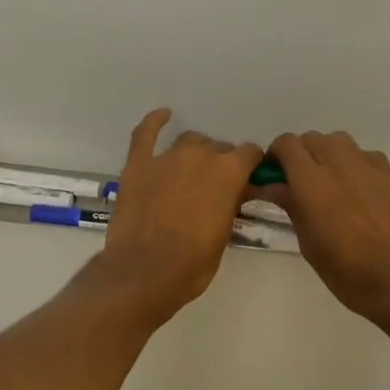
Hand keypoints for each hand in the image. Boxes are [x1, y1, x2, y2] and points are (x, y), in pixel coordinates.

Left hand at [100, 109, 262, 317]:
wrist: (144, 273)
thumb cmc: (192, 264)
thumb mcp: (224, 235)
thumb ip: (231, 205)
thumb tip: (234, 193)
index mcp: (228, 172)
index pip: (250, 154)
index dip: (251, 166)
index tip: (249, 178)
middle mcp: (200, 155)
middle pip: (218, 148)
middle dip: (222, 163)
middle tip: (217, 186)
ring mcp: (166, 157)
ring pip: (189, 140)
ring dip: (195, 152)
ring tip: (192, 170)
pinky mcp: (138, 164)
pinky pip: (145, 133)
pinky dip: (154, 121)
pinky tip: (163, 115)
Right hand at [252, 131, 389, 321]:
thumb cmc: (346, 270)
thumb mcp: (308, 242)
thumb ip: (291, 206)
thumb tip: (272, 187)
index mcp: (310, 180)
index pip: (286, 144)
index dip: (275, 155)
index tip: (273, 176)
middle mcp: (336, 162)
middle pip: (310, 138)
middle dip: (299, 154)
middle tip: (298, 182)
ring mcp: (365, 164)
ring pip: (337, 140)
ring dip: (326, 152)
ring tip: (328, 180)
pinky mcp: (388, 172)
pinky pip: (362, 153)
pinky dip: (352, 161)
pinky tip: (356, 186)